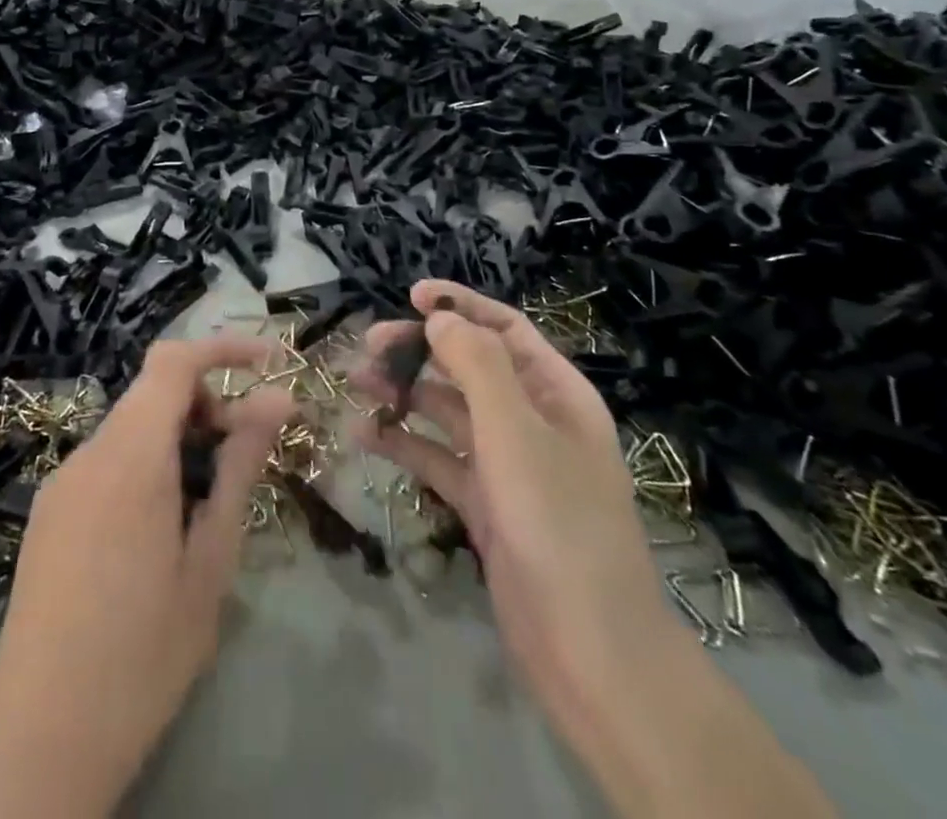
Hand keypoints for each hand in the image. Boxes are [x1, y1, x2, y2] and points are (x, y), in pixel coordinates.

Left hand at [0, 339, 291, 818]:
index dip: (222, 347)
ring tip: (208, 502)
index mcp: (130, 456)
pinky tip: (161, 528)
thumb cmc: (144, 654)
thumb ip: (241, 467)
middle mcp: (88, 453)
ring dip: (178, 437)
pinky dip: (146, 463)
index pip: (173, 360)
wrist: (39, 742)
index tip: (269, 362)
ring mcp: (61, 483)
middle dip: (207, 403)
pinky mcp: (48, 513)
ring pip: (131, 427)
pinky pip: (106, 461)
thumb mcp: (210, 559)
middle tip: (247, 452)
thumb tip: (277, 400)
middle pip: (153, 392)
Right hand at [357, 282, 667, 730]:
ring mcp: (507, 464)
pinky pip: (437, 459)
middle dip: (420, 351)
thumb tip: (440, 317)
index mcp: (556, 393)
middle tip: (369, 346)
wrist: (590, 651)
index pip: (505, 329)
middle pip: (469, 366)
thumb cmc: (557, 522)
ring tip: (356, 384)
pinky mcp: (485, 504)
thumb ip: (477, 365)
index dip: (461, 306)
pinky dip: (403, 444)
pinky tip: (363, 435)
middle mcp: (533, 420)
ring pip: (447, 412)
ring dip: (405, 394)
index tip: (412, 296)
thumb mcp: (516, 431)